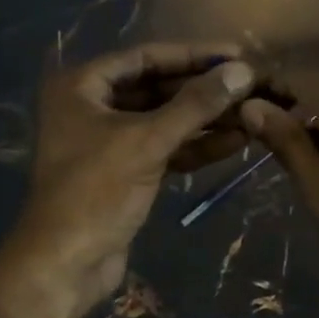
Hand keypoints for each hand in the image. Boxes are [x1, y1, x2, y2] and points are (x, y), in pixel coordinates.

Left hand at [16, 43, 259, 310]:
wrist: (66, 263)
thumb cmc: (96, 192)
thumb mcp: (147, 141)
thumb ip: (195, 105)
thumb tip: (242, 71)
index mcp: (82, 87)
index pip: (146, 57)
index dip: (193, 55)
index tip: (237, 54)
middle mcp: (92, 107)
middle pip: (157, 89)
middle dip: (203, 90)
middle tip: (250, 85)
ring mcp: (109, 143)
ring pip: (164, 122)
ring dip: (206, 120)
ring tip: (252, 113)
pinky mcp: (126, 173)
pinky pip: (165, 150)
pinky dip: (195, 147)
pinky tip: (235, 142)